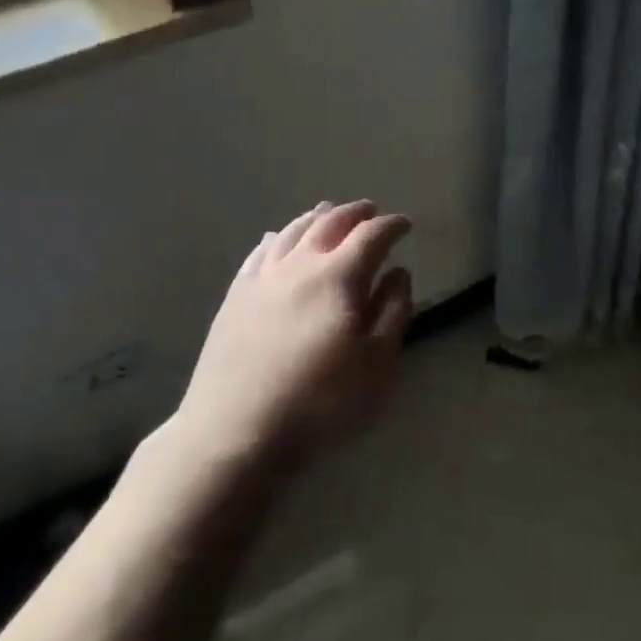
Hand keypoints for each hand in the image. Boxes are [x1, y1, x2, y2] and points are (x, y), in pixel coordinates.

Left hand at [170, 201, 412, 464]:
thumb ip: (393, 311)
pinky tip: (277, 238)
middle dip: (355, 213)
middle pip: (330, 223)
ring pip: (292, 231)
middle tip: (371, 211)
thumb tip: (398, 272)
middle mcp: (299, 265)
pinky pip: (259, 253)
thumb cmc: (320, 401)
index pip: (371, 236)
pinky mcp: (234, 297)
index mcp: (339, 276)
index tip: (405, 224)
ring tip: (329, 212)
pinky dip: (277, 238)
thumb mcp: (377, 363)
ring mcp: (262, 278)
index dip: (391, 226)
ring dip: (316, 217)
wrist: (235, 430)